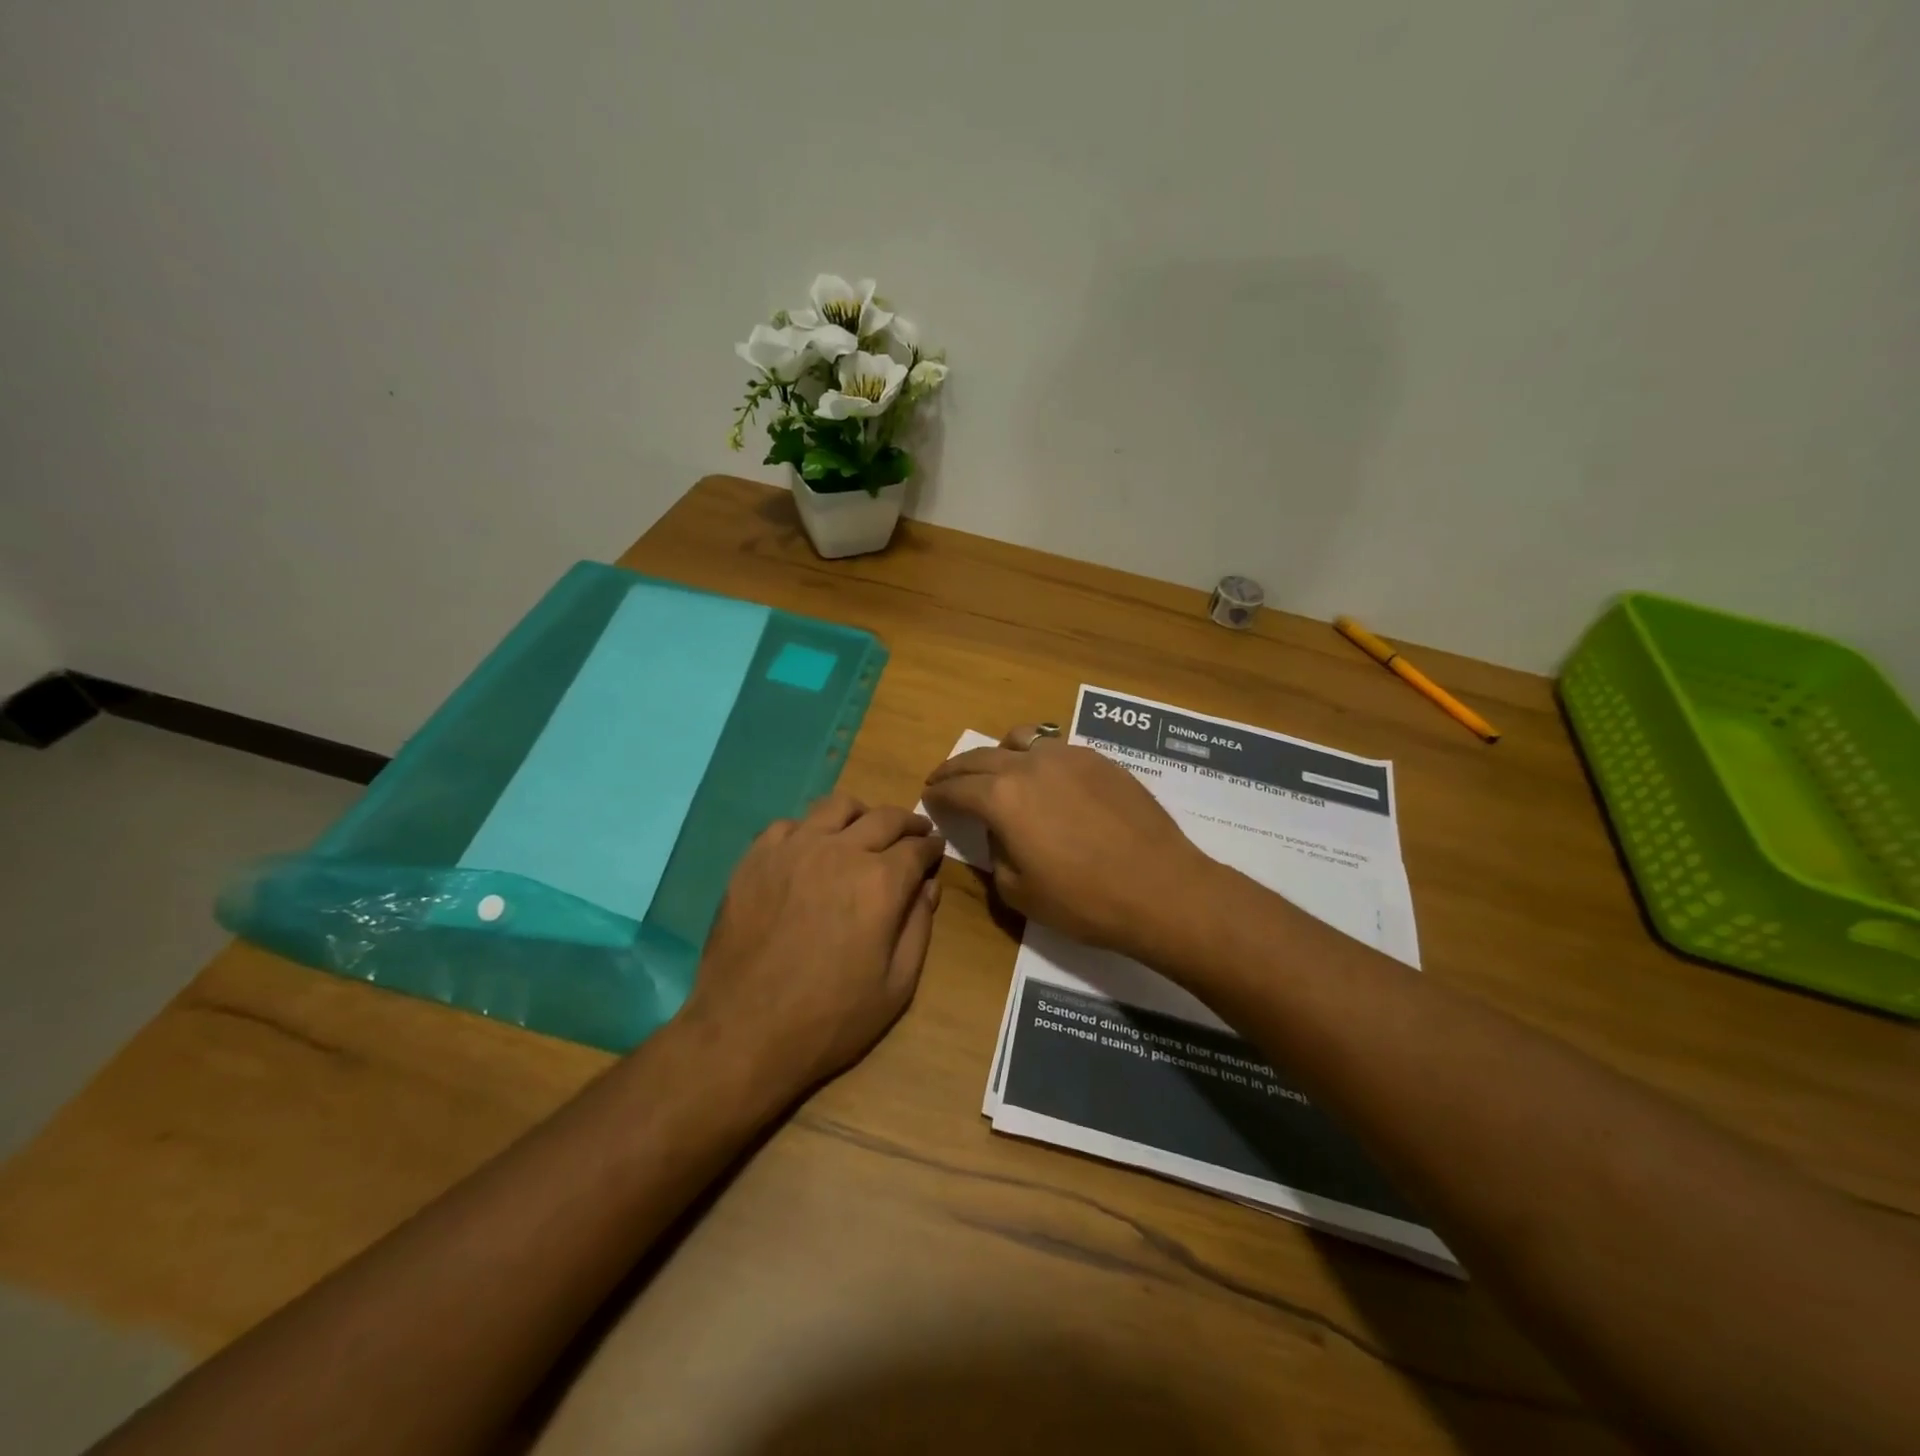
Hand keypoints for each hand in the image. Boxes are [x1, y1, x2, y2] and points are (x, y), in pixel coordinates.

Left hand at [682, 793, 945, 1096]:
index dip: (932, 846)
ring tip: (864, 830)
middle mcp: (840, 852)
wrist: (744, 1032)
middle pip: (884, 817)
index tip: (936, 848)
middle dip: (907, 822)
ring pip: (836, 806)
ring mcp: (793, 849)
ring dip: (860, 815)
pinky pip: (789, 824)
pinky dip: (810, 829)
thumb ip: (919, 927)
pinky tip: (811, 850)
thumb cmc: (830, 1018)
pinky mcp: (755, 858)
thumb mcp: (897, 986)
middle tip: (914, 831)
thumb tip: (928, 886)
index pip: (917, 847)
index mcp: (881, 882)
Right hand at [921, 725, 1213, 954]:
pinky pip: (1056, 747)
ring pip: (1021, 739)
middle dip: (956, 769)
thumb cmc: (1083, 900)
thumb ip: (996, 853)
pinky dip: (1036, 757)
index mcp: (1003, 797)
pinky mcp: (1100, 759)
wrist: (1161, 888)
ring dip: (998, 754)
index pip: (957, 787)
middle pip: (981, 756)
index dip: (938, 794)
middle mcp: (1030, 764)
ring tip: (995, 771)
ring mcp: (1069, 755)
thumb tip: (999, 830)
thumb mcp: (1019, 891)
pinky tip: (1045, 779)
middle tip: (944, 779)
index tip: (928, 797)